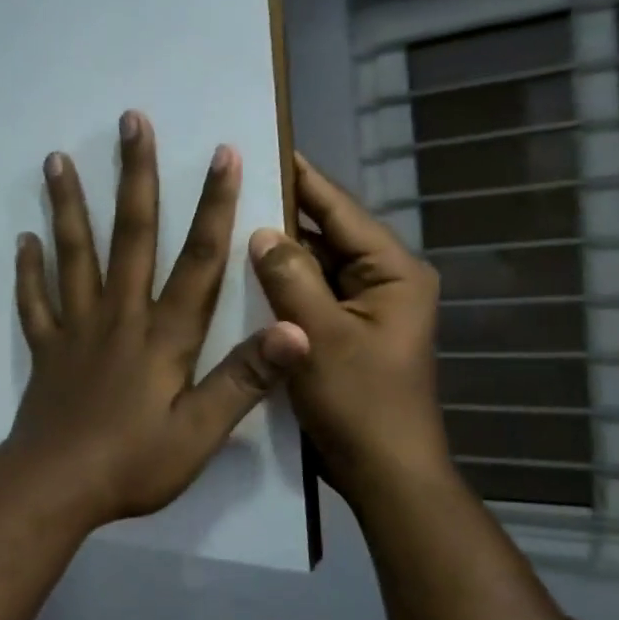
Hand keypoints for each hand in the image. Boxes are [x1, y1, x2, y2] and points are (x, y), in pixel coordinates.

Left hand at [0, 111, 309, 534]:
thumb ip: (245, 379)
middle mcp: (120, 316)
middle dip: (135, 176)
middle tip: (129, 122)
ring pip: (74, 254)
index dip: (214, 205)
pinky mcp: (46, 349)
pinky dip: (29, 271)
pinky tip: (23, 240)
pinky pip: (35, 302)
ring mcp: (77, 329)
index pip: (198, 259)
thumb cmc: (134, 463)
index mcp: (164, 334)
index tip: (222, 153)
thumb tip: (295, 329)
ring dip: (68, 205)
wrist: (56, 487)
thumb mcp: (201, 431)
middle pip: (130, 235)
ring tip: (56, 159)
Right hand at [247, 154, 452, 502]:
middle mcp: (381, 281)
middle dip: (281, 214)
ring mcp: (360, 308)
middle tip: (229, 185)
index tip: (262, 146)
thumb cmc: (360, 403)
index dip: (302, 177)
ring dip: (276, 251)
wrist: (383, 473)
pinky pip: (307, 295)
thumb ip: (290, 278)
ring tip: (226, 221)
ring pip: (312, 266)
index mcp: (392, 272)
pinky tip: (239, 274)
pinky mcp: (340, 332)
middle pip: (325, 234)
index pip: (340, 210)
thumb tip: (261, 231)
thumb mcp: (319, 336)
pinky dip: (278, 285)